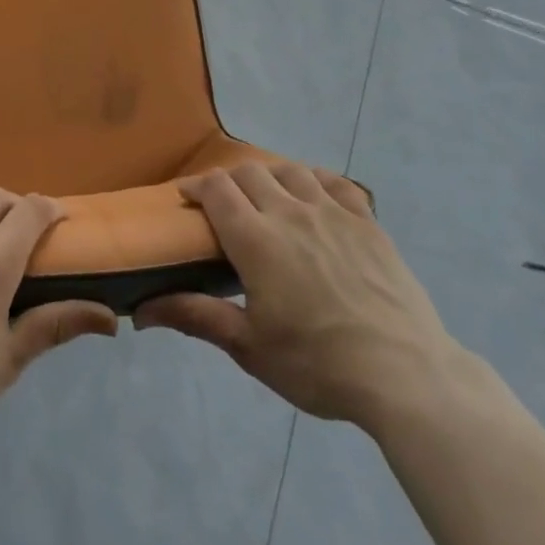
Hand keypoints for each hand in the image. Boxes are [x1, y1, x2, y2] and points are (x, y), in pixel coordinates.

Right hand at [135, 162, 462, 430]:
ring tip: (266, 196)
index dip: (197, 186)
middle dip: (228, 180)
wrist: (404, 373)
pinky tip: (313, 193)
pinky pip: (336, 182)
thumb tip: (140, 312)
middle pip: (250, 173)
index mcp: (256, 240)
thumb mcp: (249, 347)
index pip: (217, 190)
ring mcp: (333, 213)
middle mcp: (291, 212)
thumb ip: (196, 317)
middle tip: (223, 204)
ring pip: (291, 171)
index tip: (186, 197)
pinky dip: (316, 179)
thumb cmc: (317, 364)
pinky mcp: (367, 222)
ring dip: (270, 176)